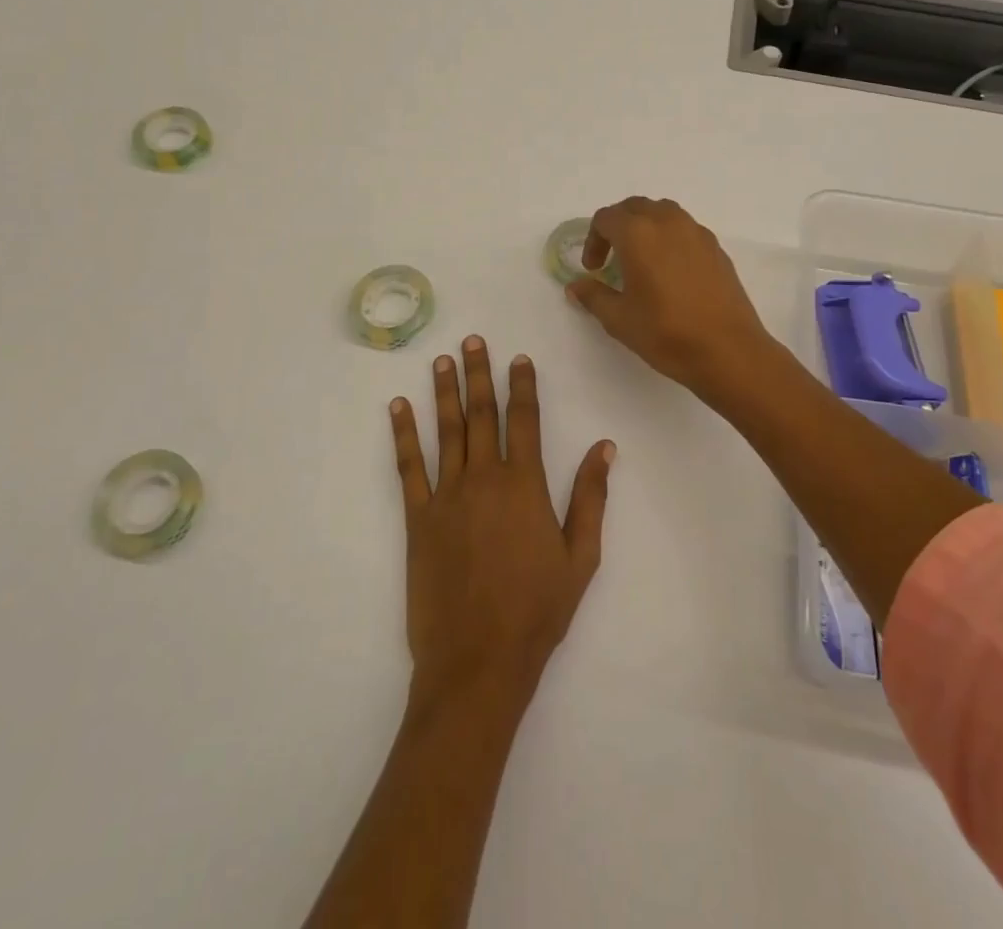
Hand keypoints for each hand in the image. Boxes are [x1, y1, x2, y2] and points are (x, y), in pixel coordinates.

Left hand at [390, 337, 613, 715]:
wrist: (478, 661)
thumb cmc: (538, 612)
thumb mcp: (581, 557)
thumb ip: (591, 498)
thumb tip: (604, 446)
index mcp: (525, 486)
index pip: (525, 421)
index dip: (522, 386)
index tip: (519, 358)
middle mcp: (485, 479)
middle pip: (482, 415)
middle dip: (479, 374)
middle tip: (473, 341)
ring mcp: (447, 496)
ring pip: (447, 431)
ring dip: (444, 392)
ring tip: (442, 360)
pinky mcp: (417, 518)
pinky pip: (409, 467)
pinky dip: (404, 434)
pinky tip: (398, 408)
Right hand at [566, 197, 780, 396]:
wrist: (728, 351)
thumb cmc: (666, 333)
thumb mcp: (619, 319)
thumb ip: (593, 296)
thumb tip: (576, 286)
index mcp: (638, 233)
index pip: (606, 218)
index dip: (593, 240)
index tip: (594, 269)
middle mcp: (667, 222)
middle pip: (634, 207)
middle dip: (617, 227)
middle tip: (611, 258)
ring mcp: (696, 232)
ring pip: (663, 213)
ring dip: (645, 227)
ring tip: (641, 260)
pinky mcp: (716, 248)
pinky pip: (685, 229)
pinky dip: (670, 239)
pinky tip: (670, 272)